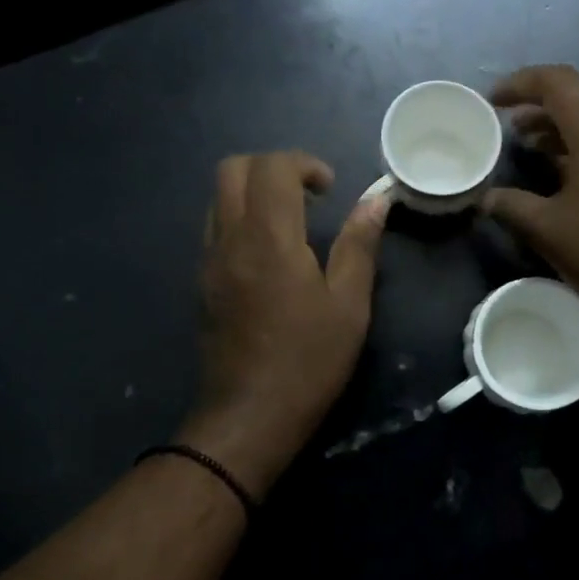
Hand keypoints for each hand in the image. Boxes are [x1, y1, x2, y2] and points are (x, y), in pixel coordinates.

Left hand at [180, 152, 388, 496]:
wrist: (249, 416)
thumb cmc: (308, 361)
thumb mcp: (349, 305)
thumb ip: (359, 245)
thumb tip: (377, 200)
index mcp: (269, 237)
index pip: (272, 167)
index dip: (304, 164)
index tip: (330, 189)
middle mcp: (229, 238)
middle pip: (232, 169)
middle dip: (272, 167)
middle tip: (308, 196)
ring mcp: (208, 260)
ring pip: (218, 197)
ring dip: (252, 192)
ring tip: (290, 223)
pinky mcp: (201, 283)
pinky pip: (214, 228)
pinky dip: (239, 219)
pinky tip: (268, 255)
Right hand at [484, 65, 578, 324]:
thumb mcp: (549, 230)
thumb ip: (512, 207)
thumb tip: (486, 198)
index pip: (558, 83)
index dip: (521, 83)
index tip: (493, 101)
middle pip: (578, 104)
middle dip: (538, 111)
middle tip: (509, 130)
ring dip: (559, 135)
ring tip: (531, 152)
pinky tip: (564, 185)